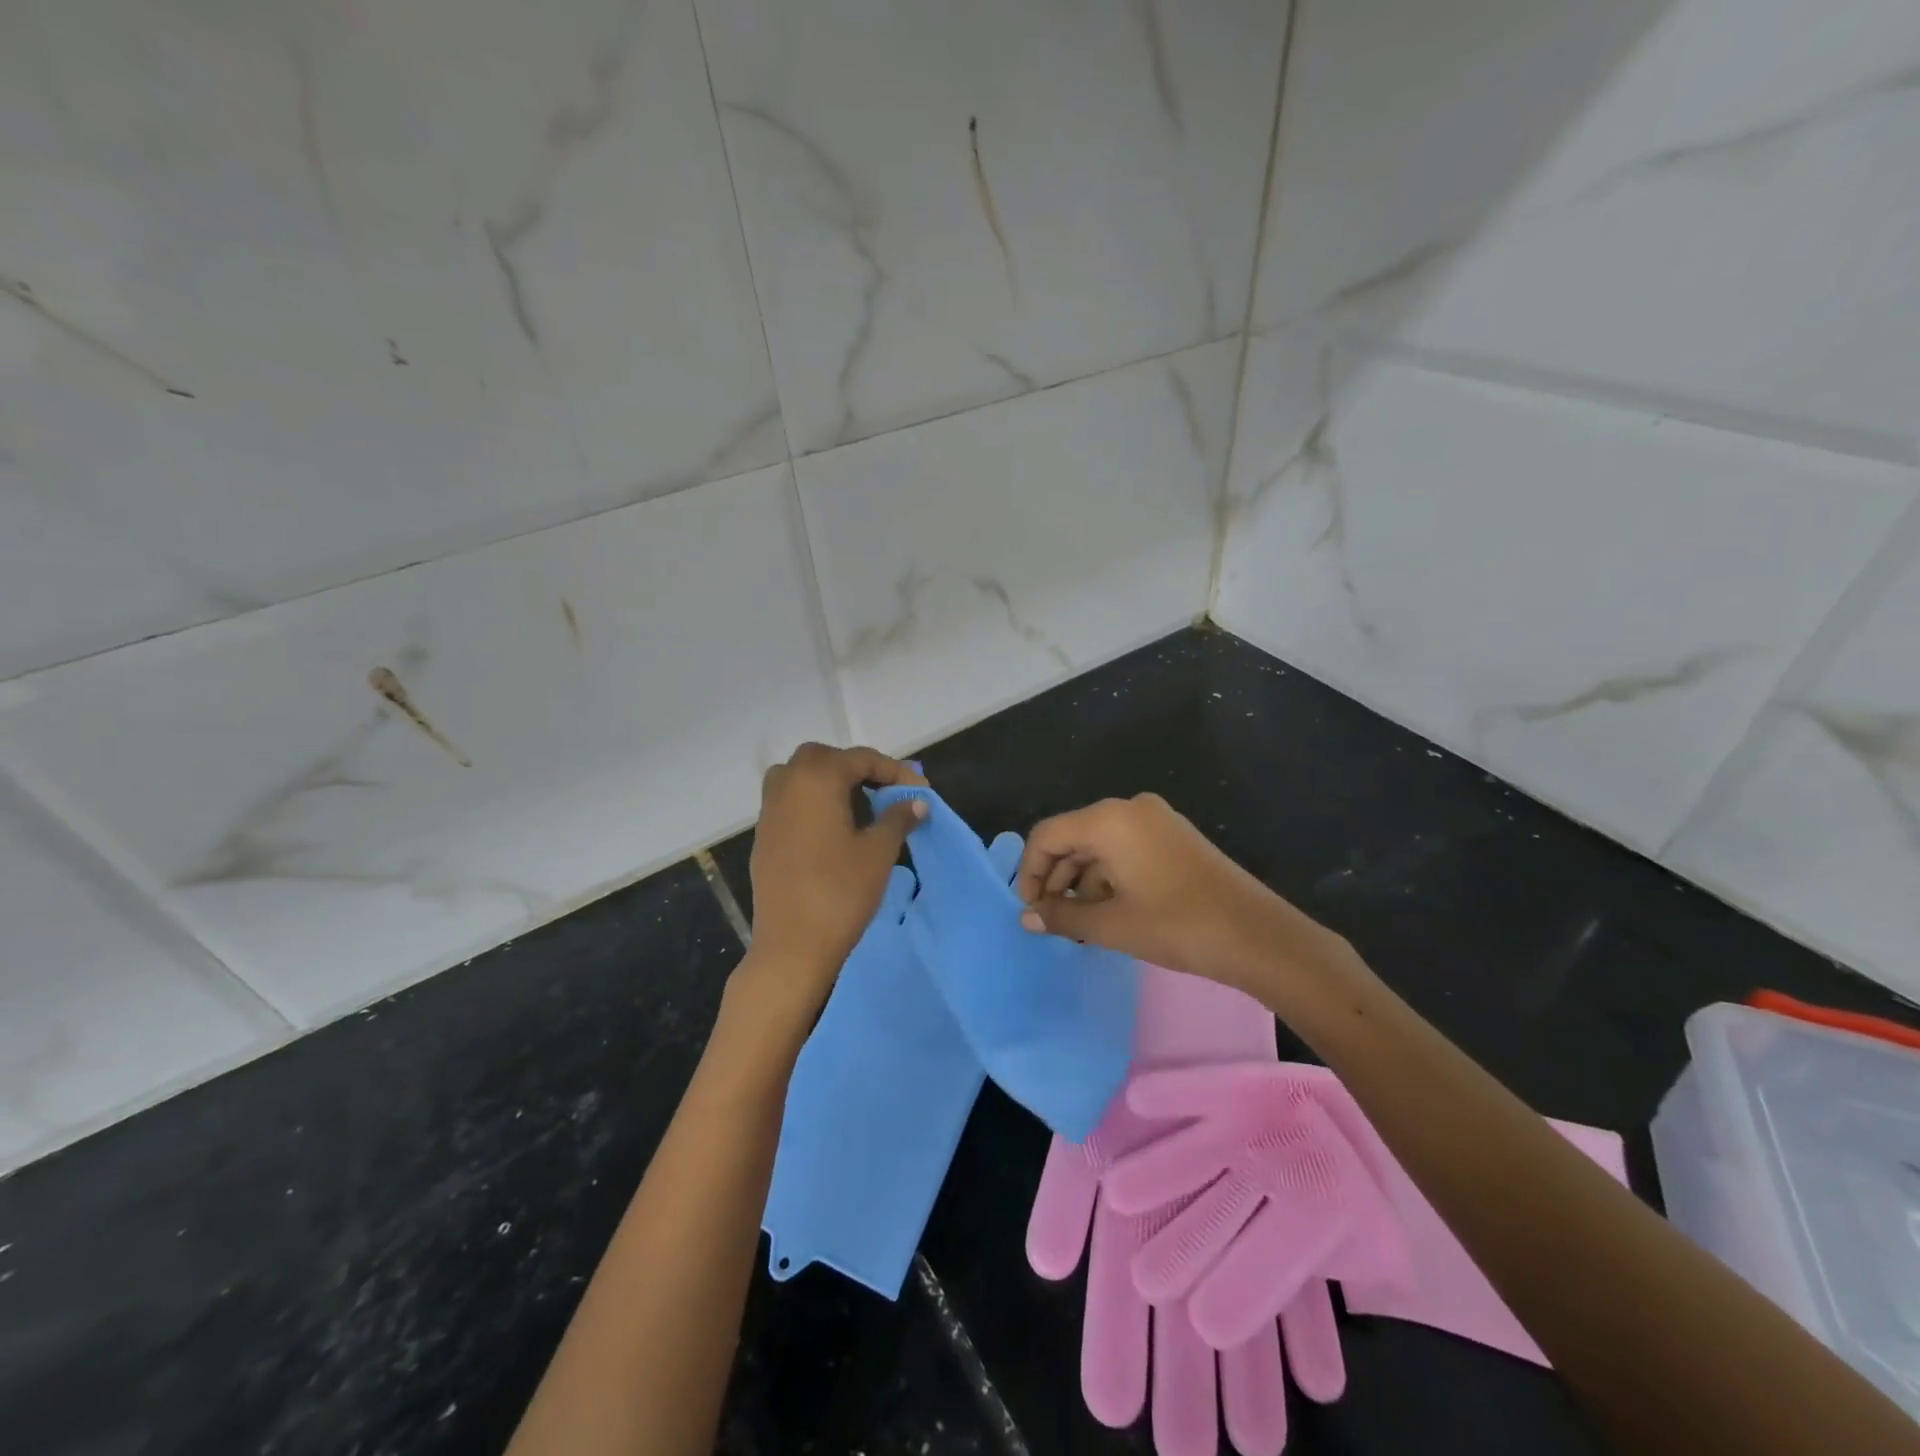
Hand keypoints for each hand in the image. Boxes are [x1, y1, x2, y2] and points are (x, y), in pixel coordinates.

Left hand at [741, 744, 927, 1020]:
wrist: (791, 946)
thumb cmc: (840, 893)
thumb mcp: (878, 852)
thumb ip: (898, 818)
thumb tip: (915, 801)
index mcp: (816, 780)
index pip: (860, 759)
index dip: (894, 771)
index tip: (919, 791)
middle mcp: (787, 785)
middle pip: (823, 759)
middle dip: (856, 769)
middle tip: (884, 793)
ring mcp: (769, 812)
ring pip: (800, 777)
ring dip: (830, 783)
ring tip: (859, 810)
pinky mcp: (764, 837)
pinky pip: (789, 802)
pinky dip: (813, 803)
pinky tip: (835, 832)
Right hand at [1014, 793, 1358, 1006]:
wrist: (1257, 936)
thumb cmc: (1176, 926)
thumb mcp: (1110, 925)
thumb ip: (1061, 917)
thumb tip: (1026, 918)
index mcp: (1108, 819)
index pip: (1048, 835)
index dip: (1030, 871)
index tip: (1030, 909)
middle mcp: (1129, 808)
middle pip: (1073, 836)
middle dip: (1056, 877)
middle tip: (1051, 920)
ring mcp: (1156, 820)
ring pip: (1099, 845)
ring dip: (1082, 881)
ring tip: (1079, 924)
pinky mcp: (1174, 837)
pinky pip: (1125, 849)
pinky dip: (1108, 877)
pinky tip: (1108, 912)